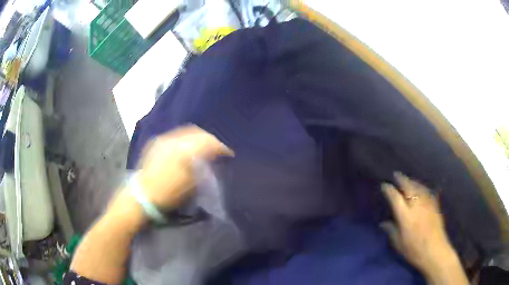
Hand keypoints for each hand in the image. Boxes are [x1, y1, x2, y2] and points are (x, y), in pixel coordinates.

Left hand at [137, 125, 232, 208]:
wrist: (144, 194)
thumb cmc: (170, 193)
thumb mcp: (192, 184)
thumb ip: (204, 167)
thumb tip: (212, 158)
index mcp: (186, 151)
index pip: (209, 142)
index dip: (221, 147)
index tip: (228, 154)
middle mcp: (176, 140)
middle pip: (199, 133)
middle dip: (210, 139)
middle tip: (217, 148)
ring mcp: (165, 139)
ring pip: (187, 131)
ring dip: (198, 137)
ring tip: (203, 146)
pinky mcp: (157, 142)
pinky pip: (176, 135)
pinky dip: (185, 138)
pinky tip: (186, 146)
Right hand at [380, 173, 458, 278]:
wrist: (434, 250)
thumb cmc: (414, 250)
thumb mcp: (399, 244)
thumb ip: (391, 231)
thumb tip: (383, 223)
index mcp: (405, 216)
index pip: (395, 198)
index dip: (389, 190)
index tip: (384, 185)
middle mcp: (416, 206)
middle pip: (408, 187)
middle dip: (401, 179)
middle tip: (396, 174)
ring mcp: (427, 203)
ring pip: (419, 187)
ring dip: (412, 181)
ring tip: (407, 179)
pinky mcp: (435, 205)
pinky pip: (427, 191)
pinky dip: (422, 187)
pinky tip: (421, 187)